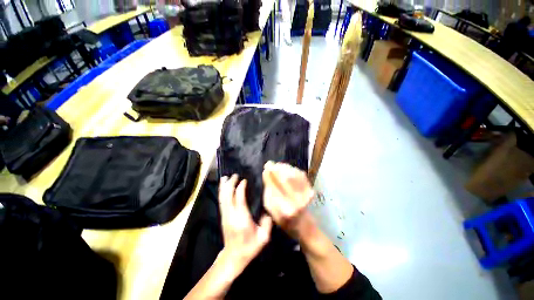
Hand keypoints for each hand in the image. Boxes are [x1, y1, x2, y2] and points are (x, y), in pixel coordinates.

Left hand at [218, 175, 271, 274]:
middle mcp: (231, 215)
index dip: (241, 188)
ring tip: (226, 177)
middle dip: (230, 183)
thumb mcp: (263, 238)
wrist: (234, 257)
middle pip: (228, 195)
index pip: (239, 198)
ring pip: (222, 197)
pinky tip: (223, 187)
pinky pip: (221, 201)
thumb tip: (268, 210)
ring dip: (224, 186)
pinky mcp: (223, 217)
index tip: (244, 180)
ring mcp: (225, 215)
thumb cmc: (250, 247)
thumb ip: (267, 223)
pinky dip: (222, 192)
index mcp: (242, 218)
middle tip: (235, 175)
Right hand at [262, 161, 314, 238]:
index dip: (270, 176)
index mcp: (285, 209)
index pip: (275, 187)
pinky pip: (301, 175)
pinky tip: (287, 168)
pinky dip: (293, 169)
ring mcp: (305, 196)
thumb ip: (268, 194)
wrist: (304, 225)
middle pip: (286, 179)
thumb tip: (266, 176)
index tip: (265, 168)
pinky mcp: (310, 190)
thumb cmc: (284, 221)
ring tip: (277, 165)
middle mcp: (297, 201)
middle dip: (276, 169)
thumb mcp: (271, 211)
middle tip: (269, 163)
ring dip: (284, 167)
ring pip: (294, 175)